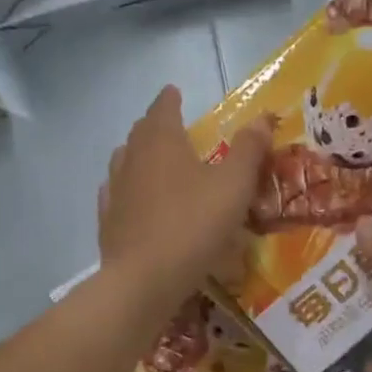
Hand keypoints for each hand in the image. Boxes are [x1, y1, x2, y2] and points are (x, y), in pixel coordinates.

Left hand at [99, 86, 274, 307]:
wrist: (144, 279)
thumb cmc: (193, 225)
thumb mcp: (234, 186)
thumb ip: (249, 150)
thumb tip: (263, 117)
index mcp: (162, 141)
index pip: (163, 108)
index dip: (170, 99)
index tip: (174, 92)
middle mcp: (132, 158)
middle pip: (141, 132)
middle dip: (155, 124)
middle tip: (168, 124)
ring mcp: (116, 190)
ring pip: (124, 161)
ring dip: (137, 153)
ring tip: (151, 158)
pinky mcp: (108, 221)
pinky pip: (115, 194)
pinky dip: (125, 187)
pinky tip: (129, 196)